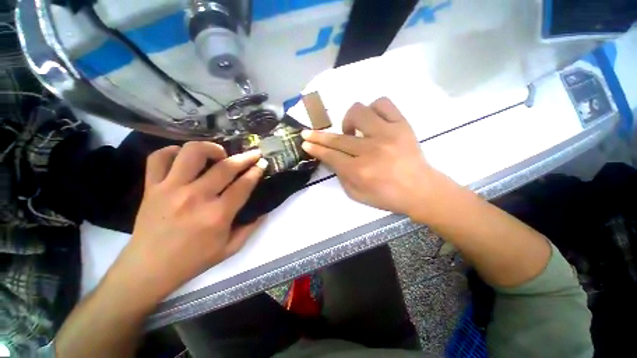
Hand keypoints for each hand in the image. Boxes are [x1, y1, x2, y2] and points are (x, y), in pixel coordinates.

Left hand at [109, 142, 265, 302]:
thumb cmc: (193, 261)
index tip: (263, 164)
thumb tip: (263, 211)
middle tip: (254, 153)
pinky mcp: (151, 187)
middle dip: (245, 157)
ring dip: (211, 148)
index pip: (243, 185)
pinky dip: (173, 151)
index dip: (256, 171)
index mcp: (217, 215)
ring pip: (192, 153)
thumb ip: (250, 228)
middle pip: (226, 167)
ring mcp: (170, 189)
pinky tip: (184, 157)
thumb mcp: (230, 249)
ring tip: (220, 154)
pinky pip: (159, 158)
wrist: (149, 269)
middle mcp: (196, 197)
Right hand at [301, 97, 447, 217]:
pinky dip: (373, 109)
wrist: (420, 190)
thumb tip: (331, 158)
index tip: (305, 142)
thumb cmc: (387, 196)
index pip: (330, 155)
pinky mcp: (402, 124)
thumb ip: (341, 176)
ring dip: (348, 120)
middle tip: (309, 133)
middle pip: (338, 137)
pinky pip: (383, 104)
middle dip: (318, 135)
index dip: (315, 148)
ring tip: (352, 131)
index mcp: (359, 171)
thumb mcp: (356, 194)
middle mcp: (371, 150)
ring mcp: (387, 134)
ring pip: (358, 112)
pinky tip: (372, 121)